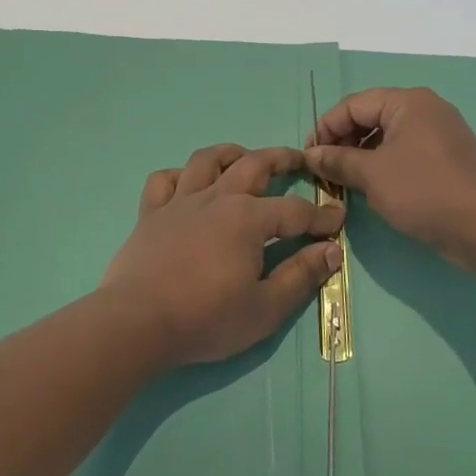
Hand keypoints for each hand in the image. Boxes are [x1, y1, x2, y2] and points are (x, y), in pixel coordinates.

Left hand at [103, 144, 345, 367]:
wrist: (137, 322)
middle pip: (253, 165)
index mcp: (247, 219)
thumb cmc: (205, 319)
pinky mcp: (149, 214)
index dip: (321, 216)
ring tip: (243, 157)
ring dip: (230, 153)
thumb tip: (331, 250)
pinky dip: (178, 176)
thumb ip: (300, 276)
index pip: (295, 211)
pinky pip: (163, 181)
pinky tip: (187, 184)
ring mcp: (178, 202)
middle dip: (281, 159)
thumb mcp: (265, 309)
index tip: (338, 220)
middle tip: (299, 159)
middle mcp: (215, 198)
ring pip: (206, 161)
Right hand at [305, 89, 475, 268]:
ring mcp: (441, 132)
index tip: (308, 156)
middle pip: (370, 116)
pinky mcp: (448, 157)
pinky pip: (406, 151)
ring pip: (388, 135)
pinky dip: (384, 163)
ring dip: (361, 154)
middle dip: (343, 141)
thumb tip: (310, 155)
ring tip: (345, 180)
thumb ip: (336, 160)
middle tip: (325, 169)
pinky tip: (373, 186)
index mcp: (408, 101)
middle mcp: (426, 108)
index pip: (353, 105)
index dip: (326, 128)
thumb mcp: (370, 175)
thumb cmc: (422, 191)